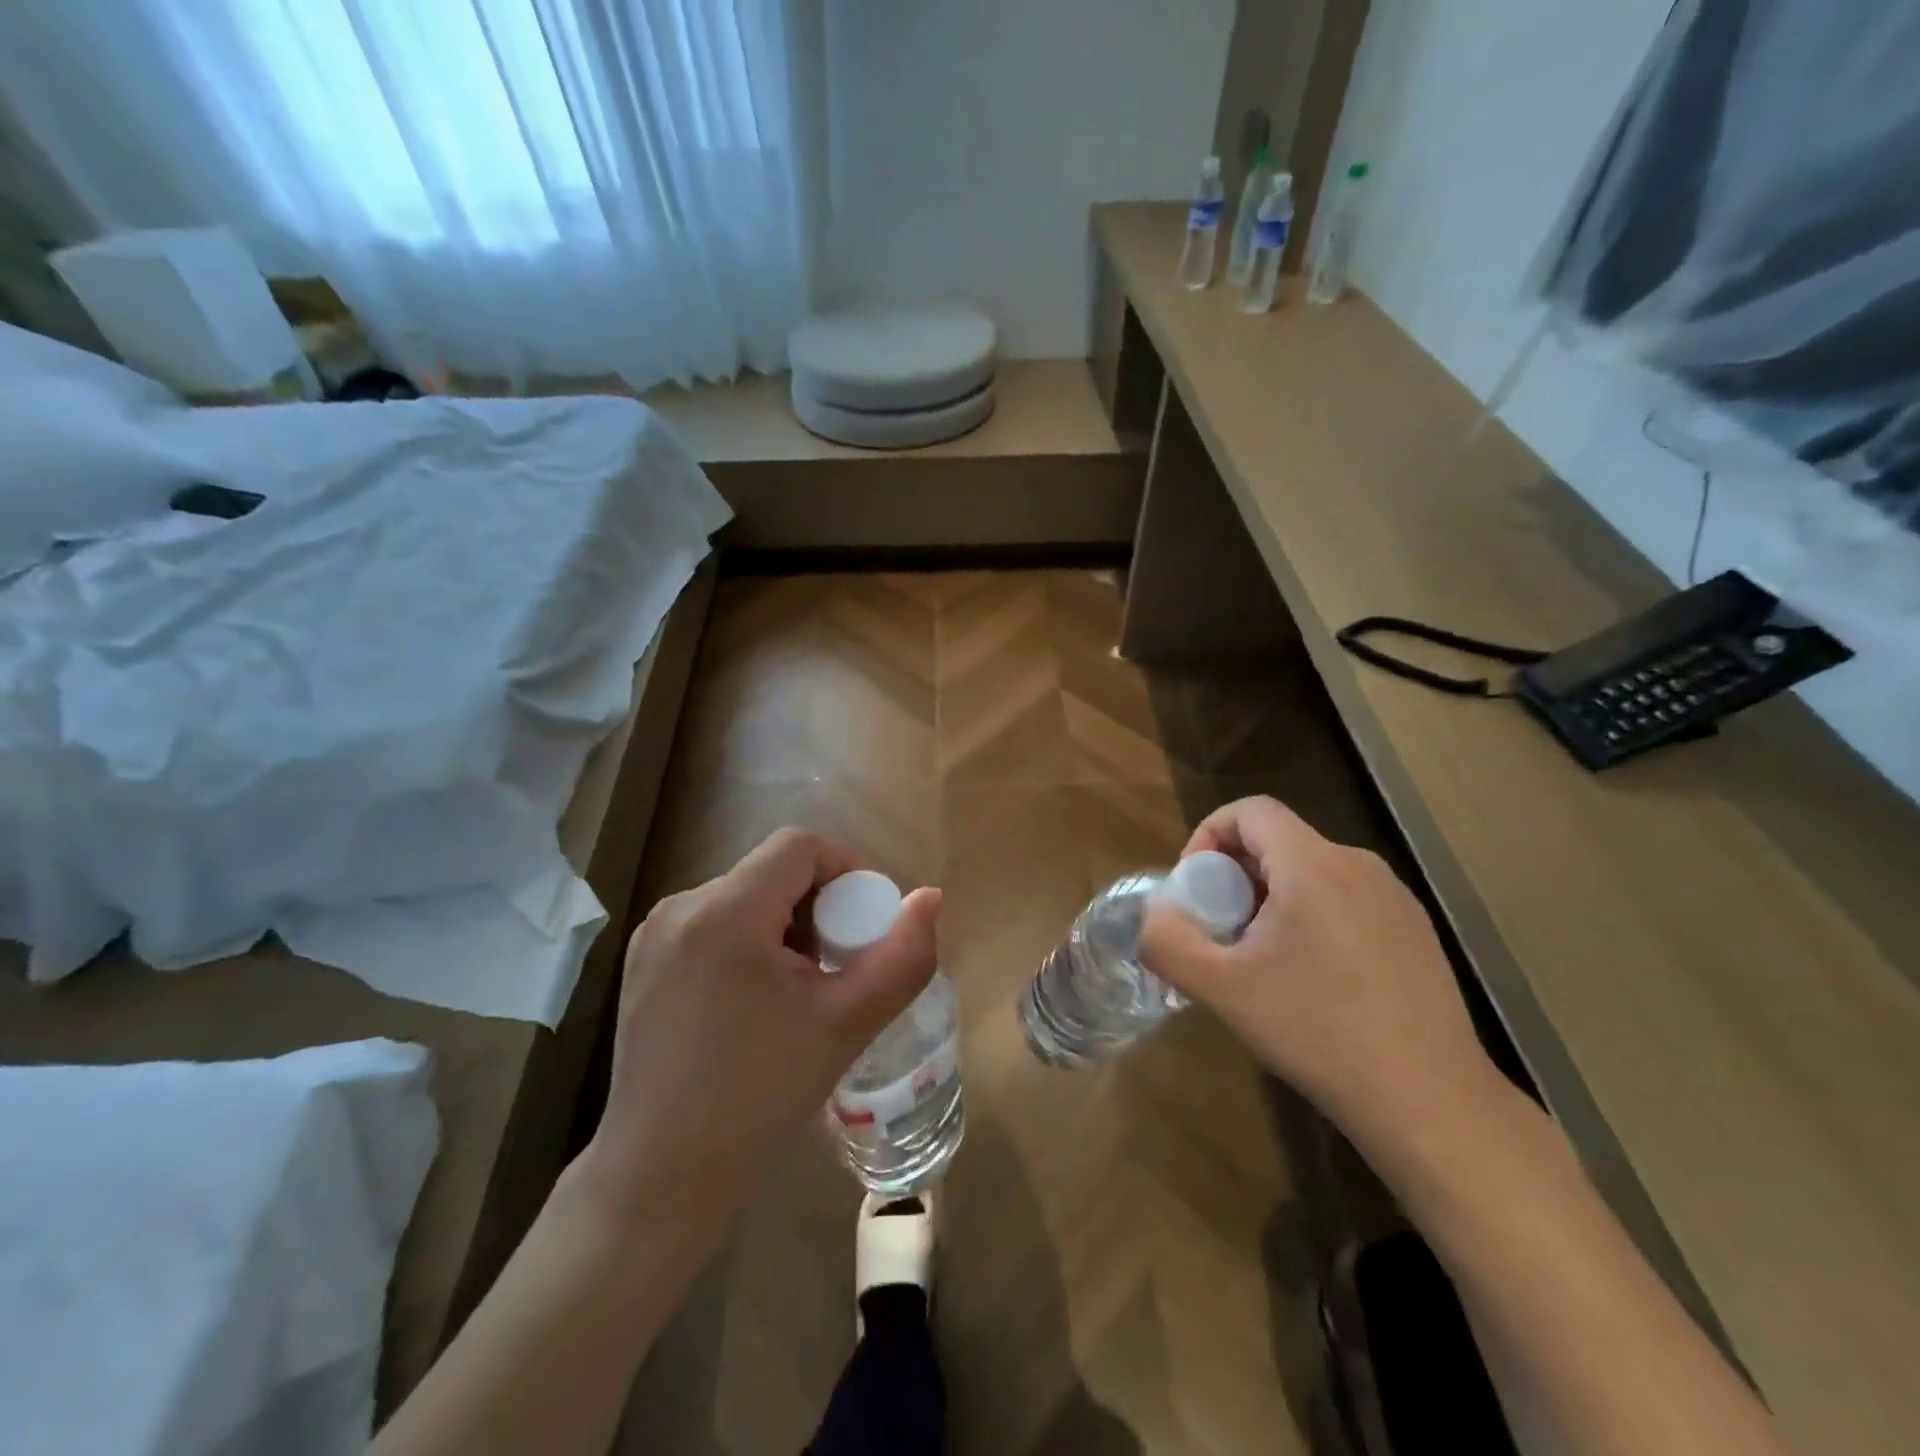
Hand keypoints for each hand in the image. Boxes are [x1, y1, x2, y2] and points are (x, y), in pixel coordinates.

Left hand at [577, 828, 940, 1229]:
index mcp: (725, 912)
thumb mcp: (847, 1023)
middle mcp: (680, 907)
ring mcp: (653, 936)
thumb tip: (930, 898)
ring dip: (786, 926)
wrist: (661, 1178)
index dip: (847, 870)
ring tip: (801, 989)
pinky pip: (713, 924)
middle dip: (819, 906)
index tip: (866, 923)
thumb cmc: (760, 1097)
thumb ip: (903, 956)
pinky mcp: (642, 963)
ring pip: (744, 897)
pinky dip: (750, 942)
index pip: (799, 846)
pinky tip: (757, 1001)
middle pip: (772, 872)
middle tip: (839, 965)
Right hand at [1138, 797, 1503, 1164]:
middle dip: (1235, 876)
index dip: (1209, 835)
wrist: (1429, 1102)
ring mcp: (1395, 898)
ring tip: (1262, 961)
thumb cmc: (1318, 1032)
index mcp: (1314, 864)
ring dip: (1272, 899)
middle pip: (1278, 842)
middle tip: (1221, 933)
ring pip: (1312, 872)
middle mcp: (1359, 865)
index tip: (1196, 889)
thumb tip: (1154, 915)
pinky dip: (1312, 918)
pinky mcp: (1415, 932)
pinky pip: (1345, 900)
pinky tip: (1314, 982)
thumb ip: (1168, 942)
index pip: (1250, 810)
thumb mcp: (1222, 989)